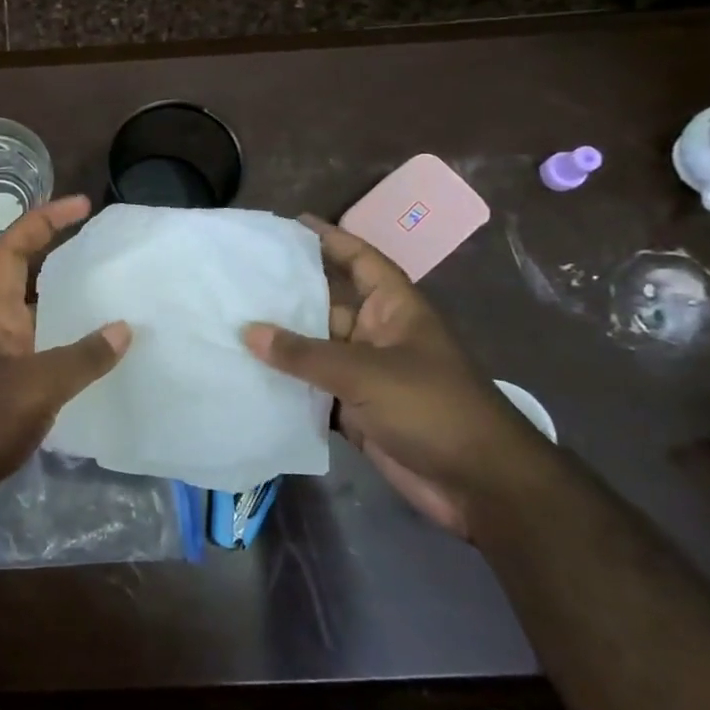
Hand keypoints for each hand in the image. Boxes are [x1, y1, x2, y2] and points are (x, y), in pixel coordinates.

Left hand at [0, 194, 129, 534]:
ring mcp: (4, 364)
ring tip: (120, 305)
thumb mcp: (35, 386)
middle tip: (111, 256)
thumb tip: (124, 328)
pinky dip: (75, 358)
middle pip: (30, 280)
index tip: (82, 206)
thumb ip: (80, 358)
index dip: (43, 220)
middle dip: (65, 260)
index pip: (13, 249)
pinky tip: (106, 367)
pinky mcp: (11, 396)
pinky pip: (49, 363)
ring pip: (43, 324)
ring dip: (74, 312)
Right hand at [243, 214, 553, 538]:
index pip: (361, 261)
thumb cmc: (432, 408)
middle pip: (328, 305)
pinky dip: (286, 387)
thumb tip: (248, 331)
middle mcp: (378, 336)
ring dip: (281, 345)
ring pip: (316, 351)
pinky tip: (247, 378)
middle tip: (239, 280)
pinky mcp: (356, 412)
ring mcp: (367, 376)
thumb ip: (305, 353)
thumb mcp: (366, 373)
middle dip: (289, 294)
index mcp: (395, 310)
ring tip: (230, 325)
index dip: (332, 239)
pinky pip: (313, 391)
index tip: (292, 224)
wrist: (480, 485)